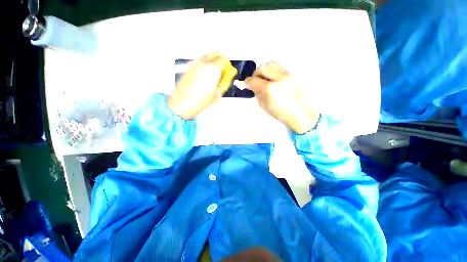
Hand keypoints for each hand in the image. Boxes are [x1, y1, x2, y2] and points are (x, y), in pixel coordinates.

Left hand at [168, 52, 235, 119]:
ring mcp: (195, 63)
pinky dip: (205, 64)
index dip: (228, 65)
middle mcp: (203, 63)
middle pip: (216, 53)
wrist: (182, 104)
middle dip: (221, 60)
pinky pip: (200, 61)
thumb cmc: (199, 101)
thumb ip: (224, 83)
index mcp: (213, 69)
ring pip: (207, 56)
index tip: (228, 71)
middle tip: (222, 70)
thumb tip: (227, 78)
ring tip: (213, 74)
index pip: (224, 59)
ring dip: (213, 61)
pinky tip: (205, 76)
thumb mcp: (217, 95)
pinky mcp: (188, 67)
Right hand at [245, 62, 319, 133]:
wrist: (301, 114)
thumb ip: (257, 94)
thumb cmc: (281, 114)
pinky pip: (279, 67)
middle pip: (262, 67)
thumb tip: (253, 86)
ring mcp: (287, 74)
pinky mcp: (292, 74)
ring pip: (271, 64)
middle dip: (256, 74)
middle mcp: (279, 78)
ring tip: (264, 79)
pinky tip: (272, 80)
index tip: (246, 84)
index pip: (254, 80)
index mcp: (270, 89)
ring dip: (264, 70)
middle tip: (255, 81)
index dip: (247, 82)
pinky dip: (272, 71)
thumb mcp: (264, 106)